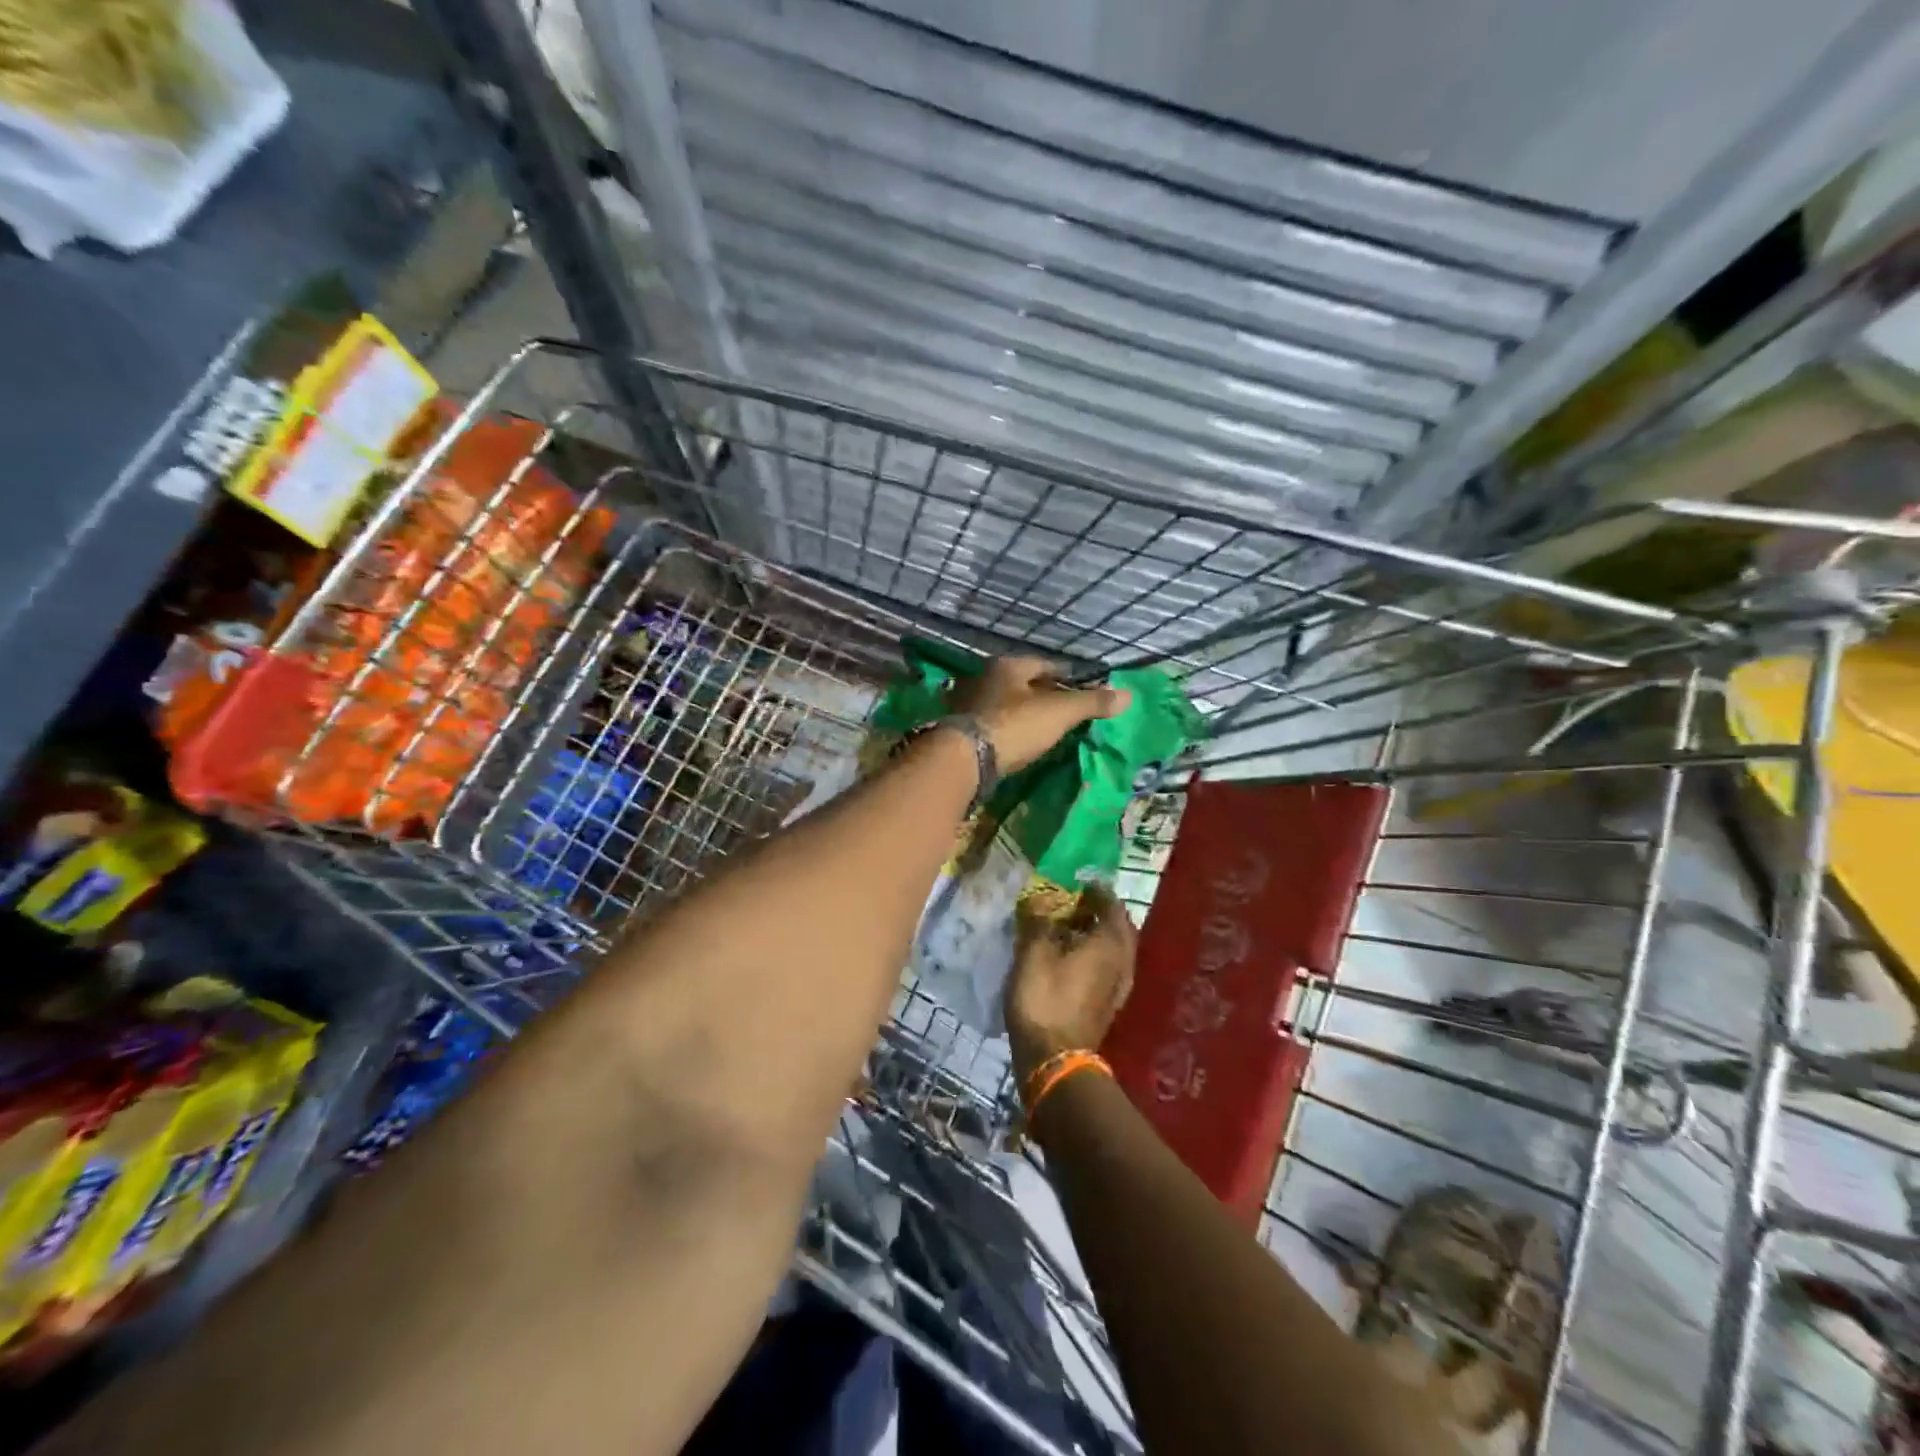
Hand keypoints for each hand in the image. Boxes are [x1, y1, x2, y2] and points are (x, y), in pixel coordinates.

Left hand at [950, 656, 1130, 771]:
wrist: (965, 758)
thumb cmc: (1015, 726)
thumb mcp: (1059, 712)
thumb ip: (1091, 703)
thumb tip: (1128, 695)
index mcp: (1007, 665)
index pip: (1044, 664)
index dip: (1066, 676)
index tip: (1081, 689)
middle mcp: (984, 678)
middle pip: (1022, 684)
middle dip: (1042, 694)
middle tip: (1064, 710)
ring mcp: (967, 703)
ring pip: (1004, 704)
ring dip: (1022, 713)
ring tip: (1043, 728)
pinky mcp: (959, 729)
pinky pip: (991, 724)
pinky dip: (1006, 730)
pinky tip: (1017, 742)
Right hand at [1005, 888, 1137, 1085]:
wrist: (1053, 1060)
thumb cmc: (1044, 999)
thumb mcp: (1033, 953)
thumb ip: (1038, 921)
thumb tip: (1040, 899)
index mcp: (1110, 943)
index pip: (1111, 904)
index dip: (1095, 890)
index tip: (1077, 881)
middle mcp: (1122, 961)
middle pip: (1118, 927)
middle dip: (1100, 912)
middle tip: (1074, 902)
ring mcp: (1119, 986)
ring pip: (1114, 949)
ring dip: (1097, 934)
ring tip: (1069, 927)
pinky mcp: (1109, 1005)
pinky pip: (1107, 967)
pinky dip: (1094, 955)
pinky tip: (1071, 957)